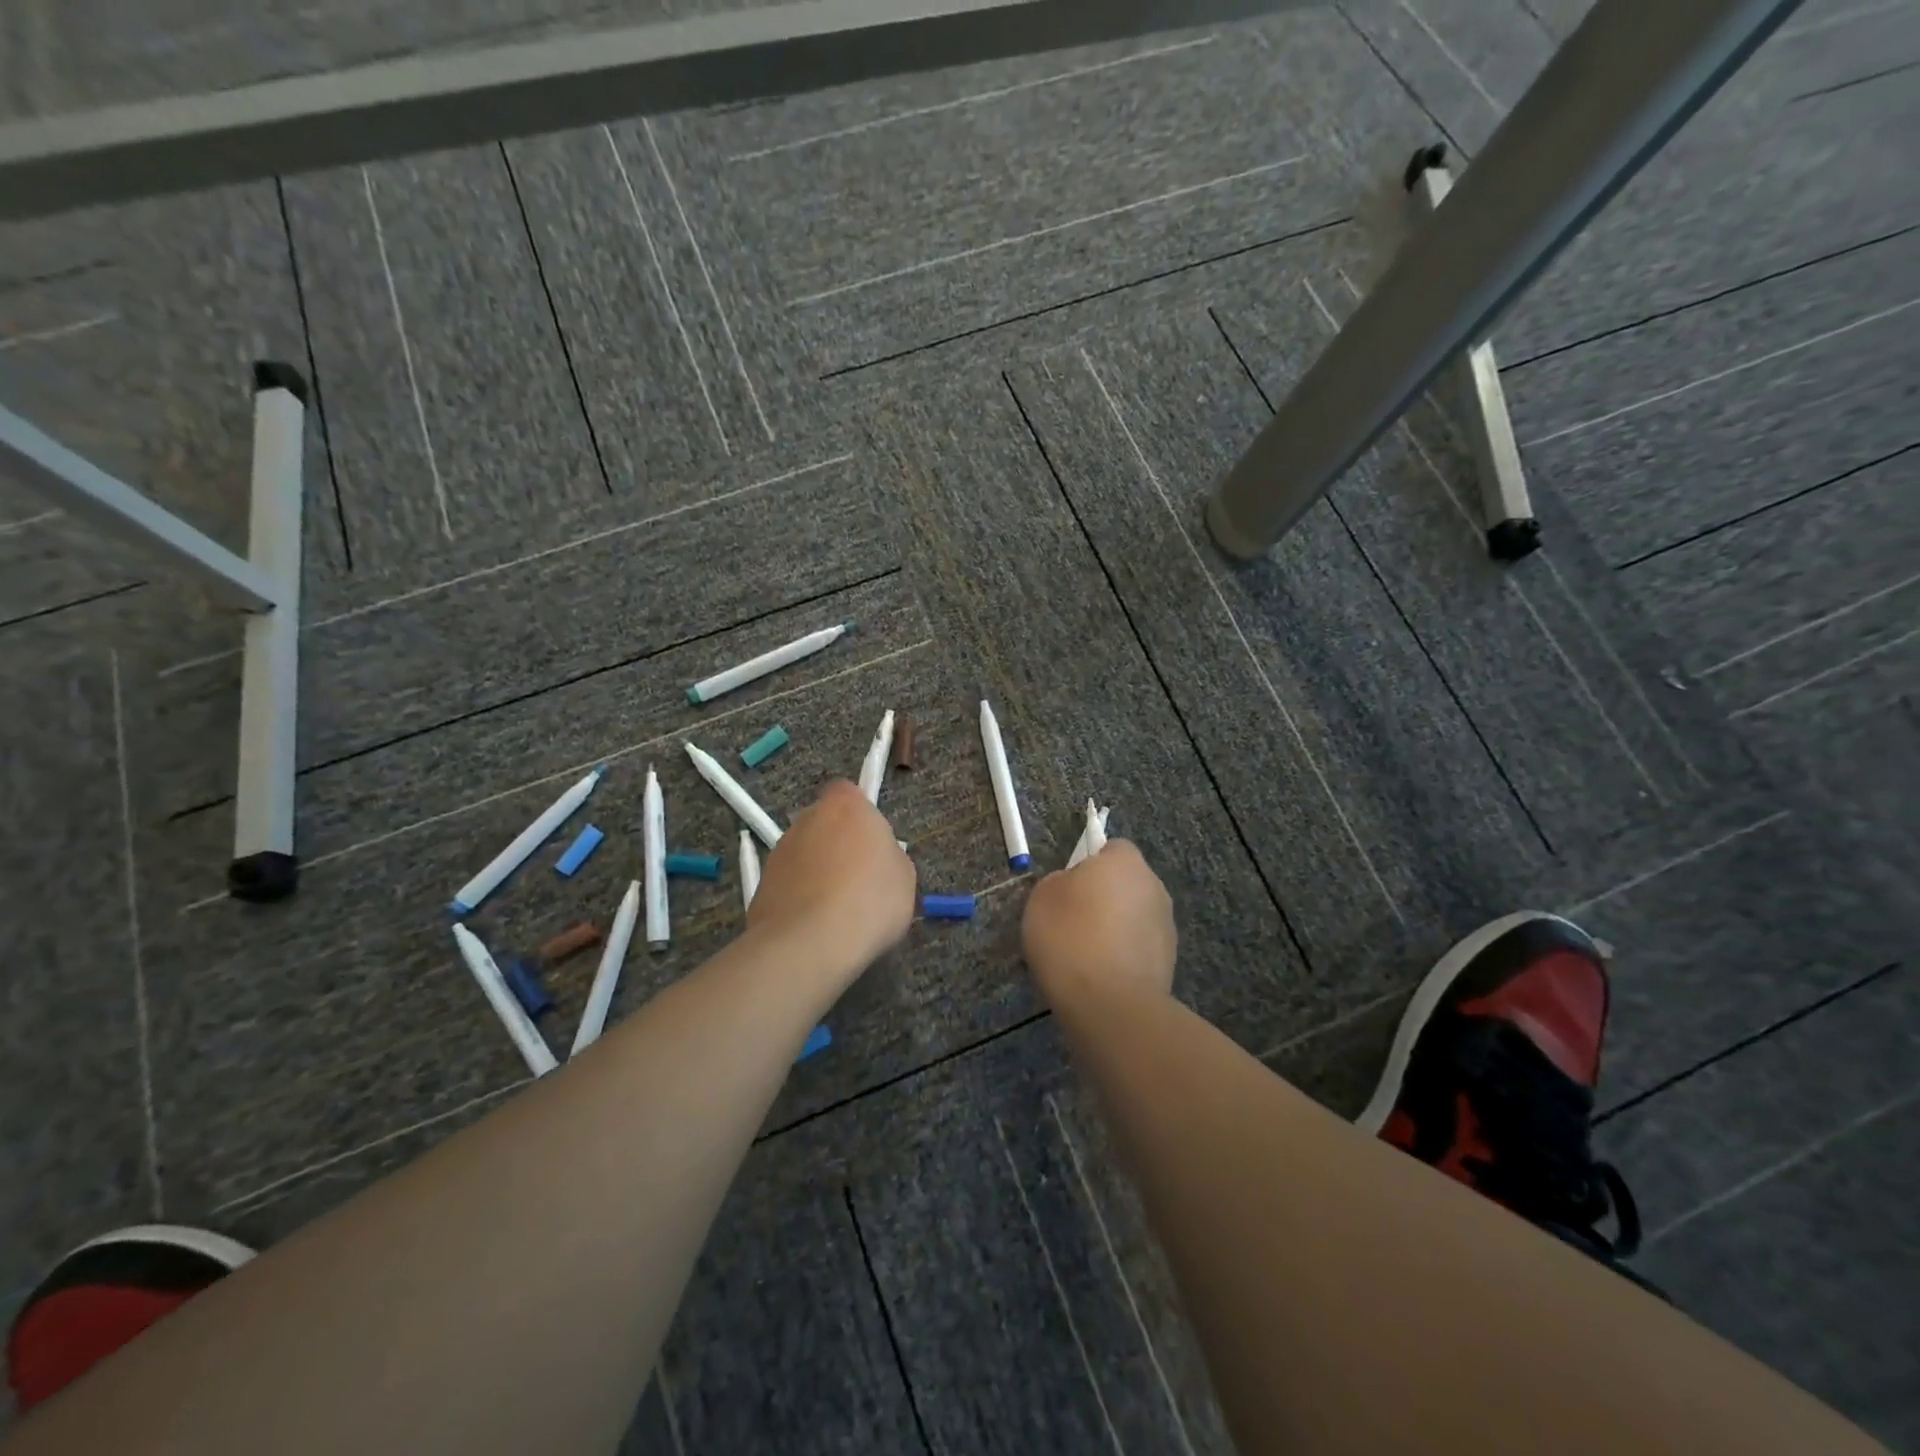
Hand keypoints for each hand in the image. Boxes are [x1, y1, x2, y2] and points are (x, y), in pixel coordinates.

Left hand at [749, 780, 916, 981]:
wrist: (810, 943)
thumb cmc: (870, 900)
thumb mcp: (904, 876)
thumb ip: (888, 855)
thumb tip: (875, 859)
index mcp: (846, 805)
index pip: (848, 793)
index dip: (860, 816)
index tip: (873, 844)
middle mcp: (807, 818)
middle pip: (824, 823)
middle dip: (837, 843)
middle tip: (858, 878)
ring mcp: (780, 850)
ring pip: (805, 853)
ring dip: (817, 870)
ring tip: (836, 909)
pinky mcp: (761, 883)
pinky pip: (789, 883)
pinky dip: (800, 896)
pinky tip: (815, 924)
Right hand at [1021, 840, 1176, 1005]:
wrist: (1110, 1004)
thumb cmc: (1070, 937)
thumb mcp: (1042, 897)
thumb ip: (1060, 882)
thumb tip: (1073, 887)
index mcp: (1125, 861)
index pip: (1111, 847)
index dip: (1088, 863)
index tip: (1067, 888)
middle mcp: (1154, 886)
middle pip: (1125, 882)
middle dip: (1104, 897)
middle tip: (1072, 920)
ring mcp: (1166, 925)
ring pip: (1133, 916)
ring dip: (1115, 927)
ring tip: (1085, 954)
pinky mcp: (1170, 960)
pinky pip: (1139, 947)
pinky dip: (1123, 955)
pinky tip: (1101, 975)